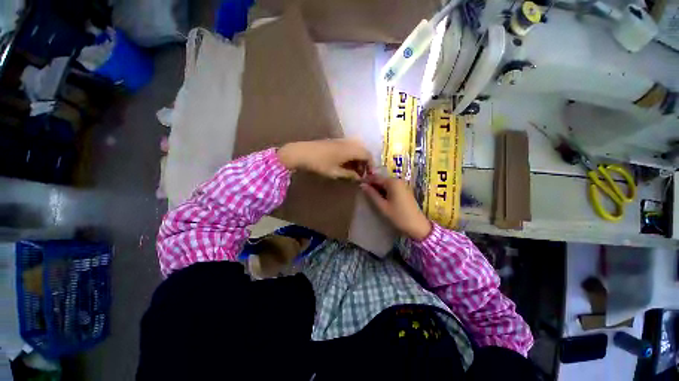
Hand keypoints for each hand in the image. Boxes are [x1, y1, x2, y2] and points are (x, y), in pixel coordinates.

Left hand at [278, 139, 372, 180]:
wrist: (302, 152)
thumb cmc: (319, 164)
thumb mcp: (335, 172)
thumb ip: (349, 174)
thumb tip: (358, 177)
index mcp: (350, 150)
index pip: (367, 155)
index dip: (371, 165)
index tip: (369, 174)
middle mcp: (348, 143)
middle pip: (363, 151)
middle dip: (365, 162)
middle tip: (361, 174)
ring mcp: (341, 141)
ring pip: (356, 149)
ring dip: (358, 159)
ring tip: (353, 170)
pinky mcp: (335, 141)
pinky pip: (349, 147)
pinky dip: (351, 156)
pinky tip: (346, 164)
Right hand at [360, 175, 431, 240]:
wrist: (417, 226)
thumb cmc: (398, 216)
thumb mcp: (382, 206)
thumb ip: (371, 194)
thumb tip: (362, 185)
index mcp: (392, 182)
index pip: (375, 178)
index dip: (366, 180)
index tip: (357, 183)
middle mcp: (398, 180)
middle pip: (381, 180)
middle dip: (372, 184)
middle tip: (363, 191)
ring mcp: (402, 185)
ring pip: (386, 184)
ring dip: (378, 188)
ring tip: (369, 195)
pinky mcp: (404, 191)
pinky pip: (391, 187)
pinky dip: (384, 191)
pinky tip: (380, 198)